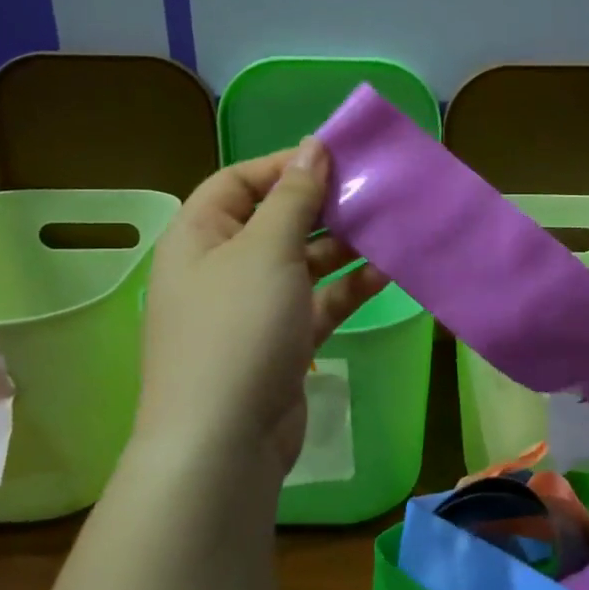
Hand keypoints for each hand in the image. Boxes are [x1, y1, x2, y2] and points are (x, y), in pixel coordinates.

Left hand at [136, 139, 386, 488]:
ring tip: (389, 228)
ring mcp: (252, 310)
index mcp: (199, 236)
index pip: (239, 181)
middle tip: (373, 192)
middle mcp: (221, 268)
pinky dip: (347, 288)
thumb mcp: (266, 251)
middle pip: (275, 221)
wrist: (223, 442)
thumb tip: (312, 146)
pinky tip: (387, 274)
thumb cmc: (237, 330)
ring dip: (342, 247)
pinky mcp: (281, 344)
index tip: (337, 157)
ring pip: (302, 264)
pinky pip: (317, 304)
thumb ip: (293, 197)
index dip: (285, 165)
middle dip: (323, 207)